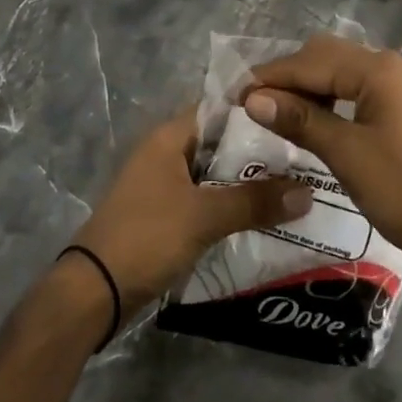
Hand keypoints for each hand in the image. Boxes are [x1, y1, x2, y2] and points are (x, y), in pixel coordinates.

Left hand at [70, 113, 310, 317]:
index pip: (220, 109)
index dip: (256, 111)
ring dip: (246, 181)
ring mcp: (163, 185)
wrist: (94, 292)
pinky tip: (262, 216)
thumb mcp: (204, 216)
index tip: (295, 118)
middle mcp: (166, 152)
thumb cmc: (147, 236)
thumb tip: (308, 191)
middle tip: (304, 157)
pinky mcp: (164, 214)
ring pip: (214, 174)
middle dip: (258, 152)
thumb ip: (255, 201)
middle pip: (220, 143)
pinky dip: (230, 205)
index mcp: (169, 137)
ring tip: (293, 186)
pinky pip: (206, 200)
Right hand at [244, 35, 401, 276]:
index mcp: (376, 69)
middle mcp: (389, 65)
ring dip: (308, 88)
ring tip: (278, 115)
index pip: (309, 62)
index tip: (234, 96)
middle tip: (254, 106)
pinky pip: (357, 89)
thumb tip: (253, 99)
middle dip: (288, 77)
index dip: (270, 77)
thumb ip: (300, 120)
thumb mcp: (347, 155)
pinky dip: (330, 100)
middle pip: (325, 56)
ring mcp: (400, 85)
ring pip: (341, 72)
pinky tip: (315, 123)